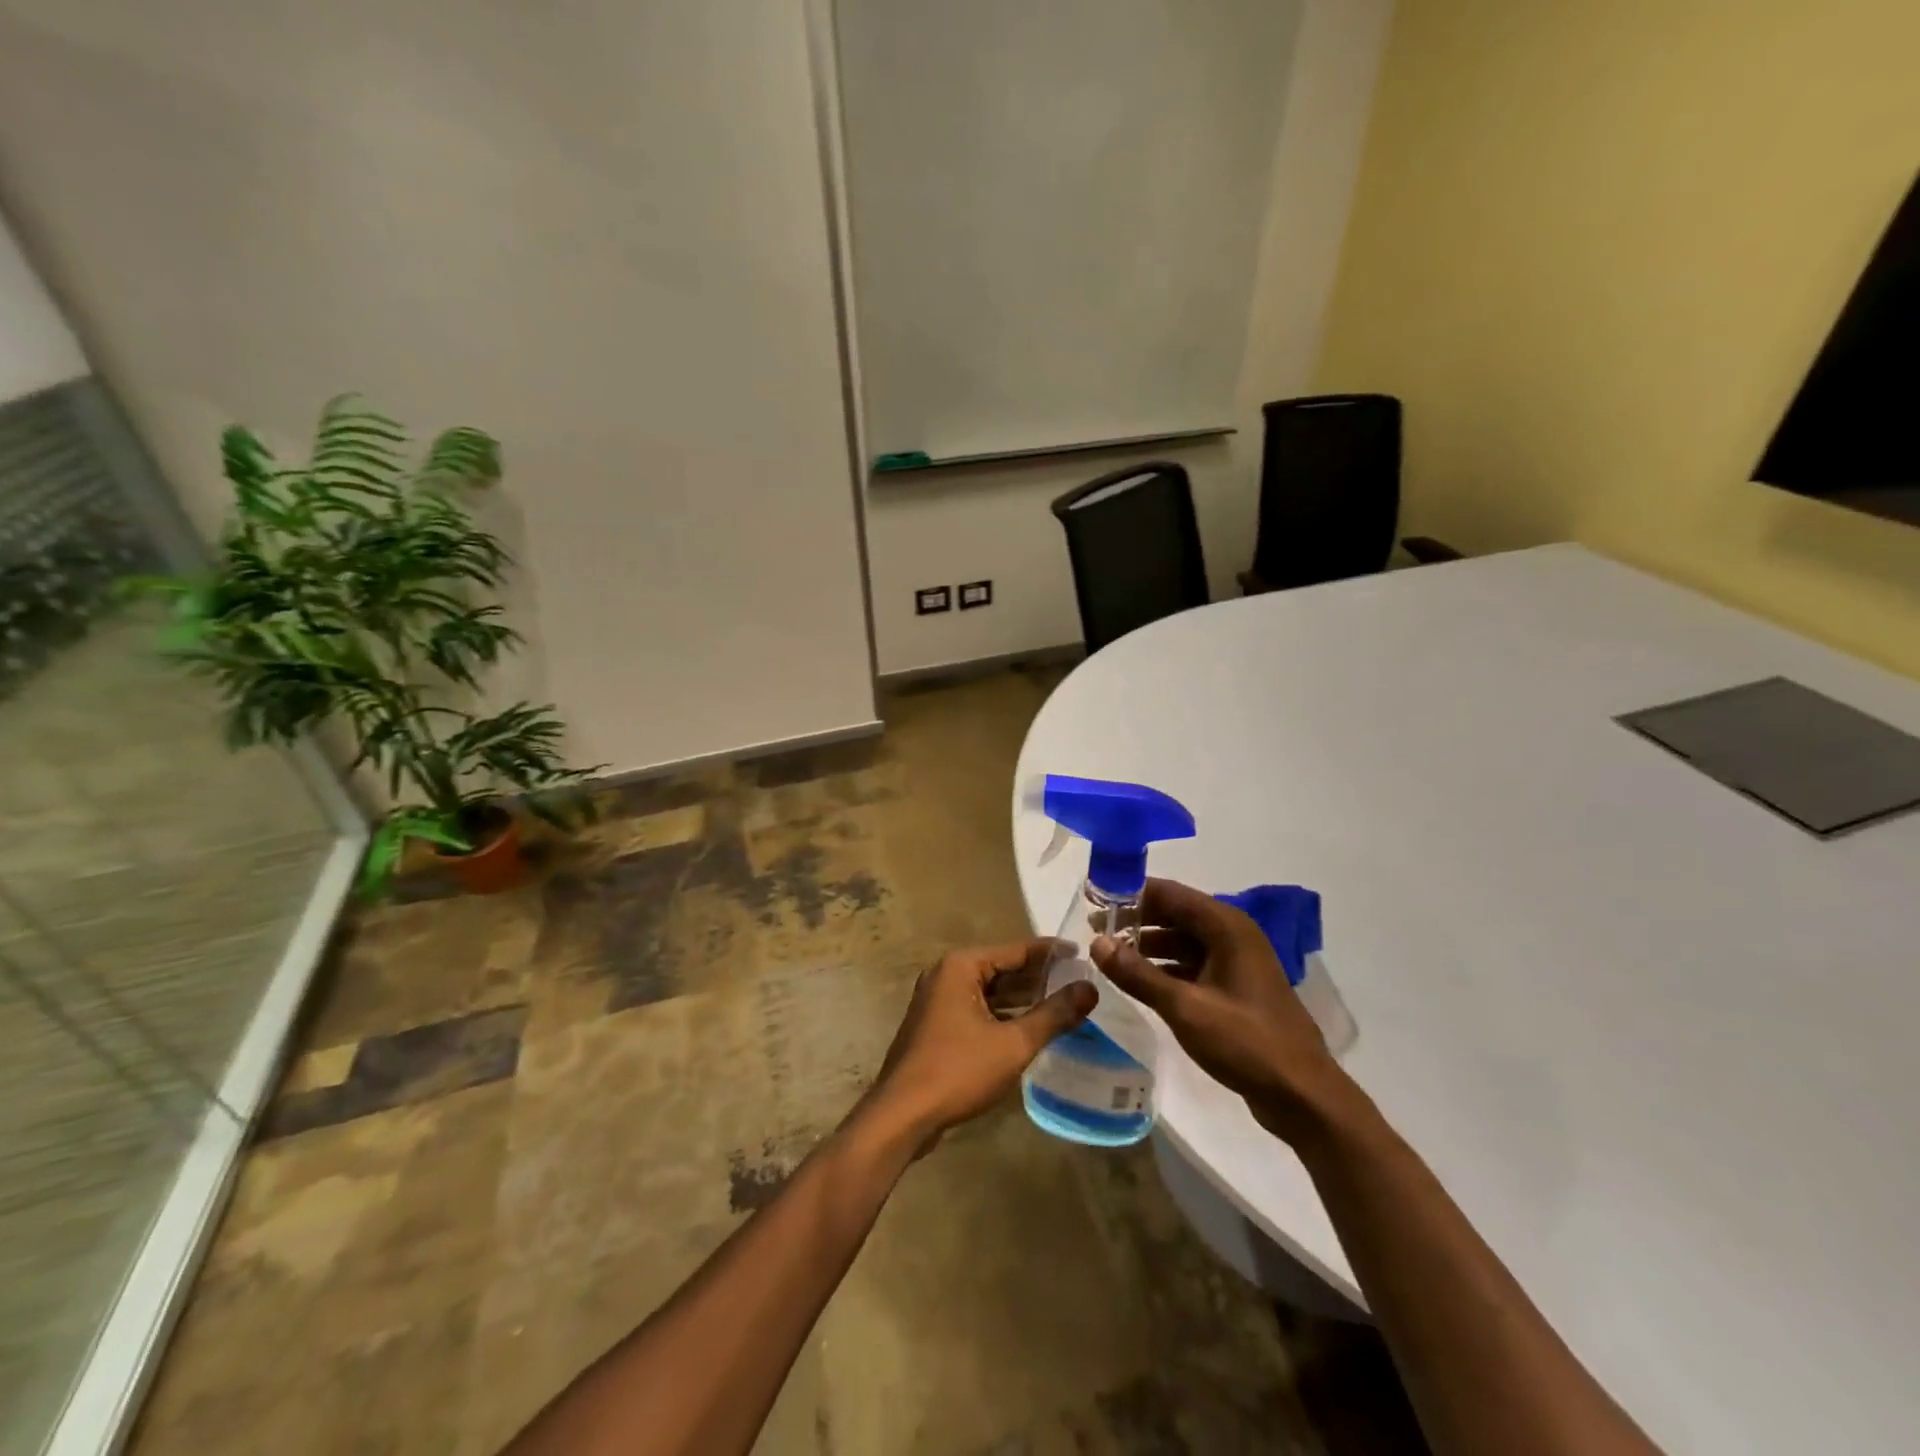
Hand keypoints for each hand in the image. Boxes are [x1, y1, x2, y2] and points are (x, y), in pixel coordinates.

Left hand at [868, 940, 1094, 1149]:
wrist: (902, 1115)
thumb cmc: (958, 1070)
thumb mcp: (1013, 1043)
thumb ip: (1053, 1015)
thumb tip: (1090, 988)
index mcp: (961, 966)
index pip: (1016, 950)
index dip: (1052, 953)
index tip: (1084, 953)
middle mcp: (946, 974)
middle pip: (1002, 969)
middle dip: (1039, 977)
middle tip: (1080, 982)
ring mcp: (938, 1001)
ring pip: (990, 992)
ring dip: (1023, 999)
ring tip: (1065, 1004)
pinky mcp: (937, 1025)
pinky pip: (978, 1010)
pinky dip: (1004, 1015)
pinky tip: (1031, 1028)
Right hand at [1092, 878, 1353, 1142]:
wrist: (1303, 1095)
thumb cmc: (1245, 1042)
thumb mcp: (1185, 1007)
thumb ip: (1138, 974)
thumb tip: (1096, 942)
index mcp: (1226, 927)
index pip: (1170, 894)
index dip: (1131, 894)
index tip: (1095, 899)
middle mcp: (1233, 935)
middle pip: (1176, 914)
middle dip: (1136, 919)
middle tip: (1095, 929)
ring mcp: (1236, 962)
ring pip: (1183, 940)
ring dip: (1148, 945)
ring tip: (1110, 955)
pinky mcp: (1235, 988)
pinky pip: (1193, 964)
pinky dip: (1165, 967)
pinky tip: (1139, 981)